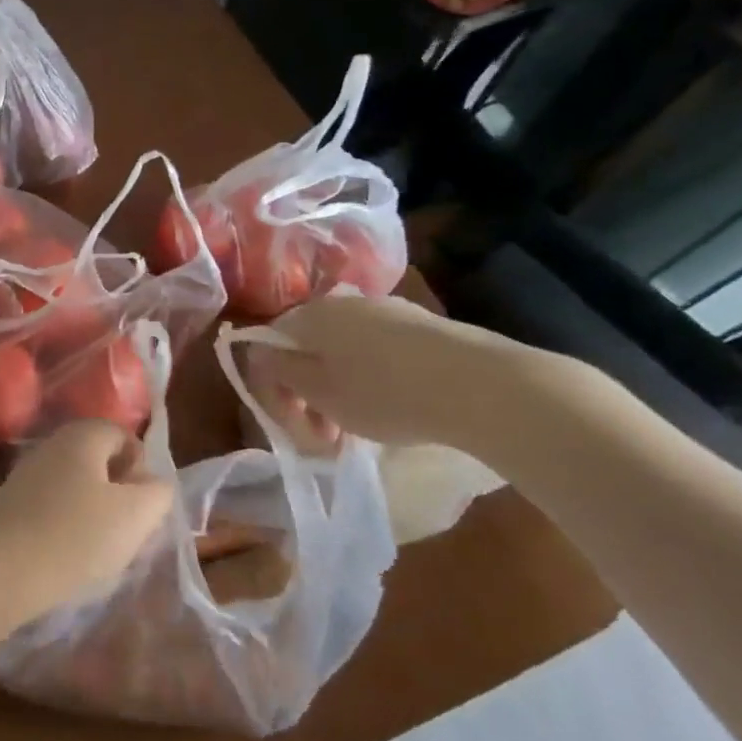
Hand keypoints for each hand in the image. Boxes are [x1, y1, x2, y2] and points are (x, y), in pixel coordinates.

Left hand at [0, 420, 173, 624]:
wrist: (1, 572)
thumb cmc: (77, 536)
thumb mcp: (136, 515)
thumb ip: (157, 492)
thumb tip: (154, 482)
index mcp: (83, 434)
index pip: (123, 435)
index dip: (140, 467)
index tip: (143, 505)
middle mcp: (52, 443)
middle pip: (98, 459)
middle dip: (118, 490)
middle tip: (126, 528)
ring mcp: (27, 472)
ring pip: (75, 483)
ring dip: (93, 510)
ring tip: (100, 547)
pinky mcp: (11, 503)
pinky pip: (51, 505)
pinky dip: (66, 523)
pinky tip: (69, 554)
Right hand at [245, 294, 534, 450]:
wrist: (483, 385)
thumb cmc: (385, 393)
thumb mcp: (320, 393)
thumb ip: (280, 371)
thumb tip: (258, 352)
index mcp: (310, 315)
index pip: (269, 345)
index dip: (272, 388)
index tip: (292, 426)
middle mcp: (343, 302)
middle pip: (307, 349)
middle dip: (307, 395)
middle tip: (324, 438)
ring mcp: (386, 310)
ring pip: (342, 353)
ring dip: (337, 391)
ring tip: (358, 431)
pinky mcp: (421, 326)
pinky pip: (377, 354)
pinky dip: (370, 381)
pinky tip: (393, 409)